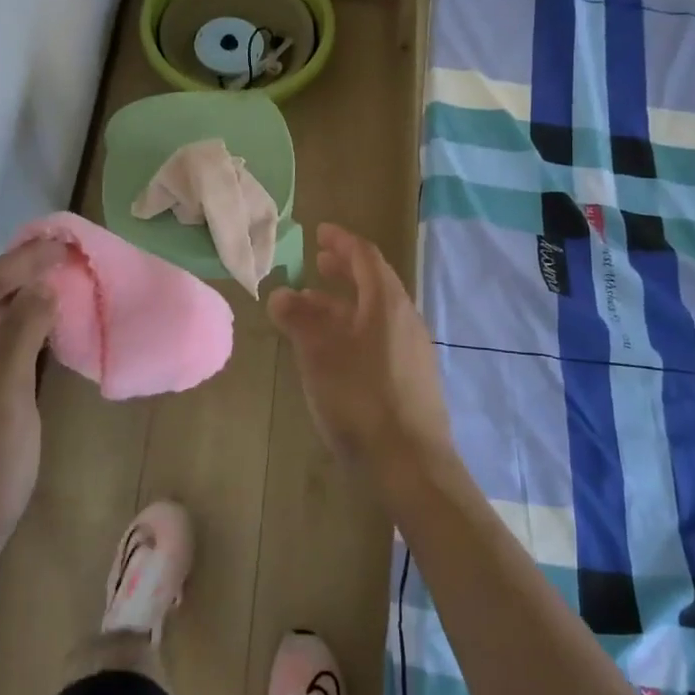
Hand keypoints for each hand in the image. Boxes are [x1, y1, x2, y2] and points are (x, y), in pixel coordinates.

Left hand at [0, 241, 63, 599]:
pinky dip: (11, 331)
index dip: (25, 259)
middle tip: (67, 258)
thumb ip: (20, 336)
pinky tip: (37, 333)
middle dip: (21, 273)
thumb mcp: (3, 402)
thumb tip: (41, 286)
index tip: (67, 245)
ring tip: (58, 284)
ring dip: (17, 300)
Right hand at [267, 224, 451, 479]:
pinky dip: (355, 328)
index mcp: (386, 303)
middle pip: (374, 281)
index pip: (365, 256)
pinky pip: (380, 336)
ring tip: (313, 306)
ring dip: (344, 302)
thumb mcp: (319, 355)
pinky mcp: (412, 376)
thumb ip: (299, 320)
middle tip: (317, 261)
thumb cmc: (360, 398)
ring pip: (375, 312)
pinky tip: (335, 349)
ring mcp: (412, 348)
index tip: (319, 232)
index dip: (341, 241)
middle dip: (344, 269)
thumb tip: (281, 294)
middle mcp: (405, 318)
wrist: (410, 462)